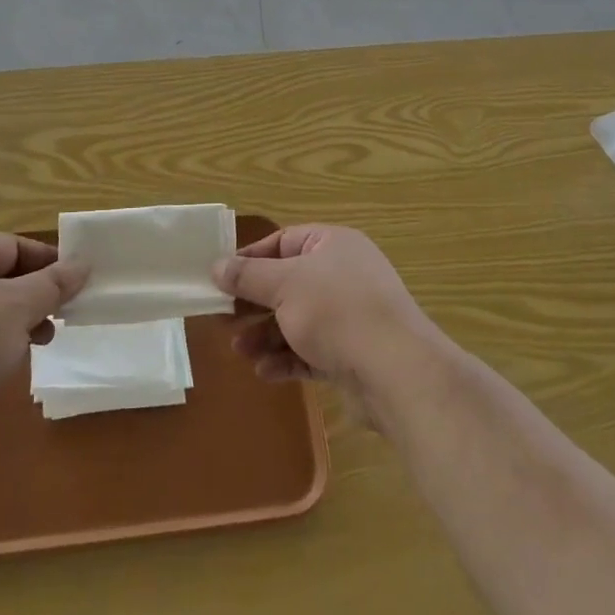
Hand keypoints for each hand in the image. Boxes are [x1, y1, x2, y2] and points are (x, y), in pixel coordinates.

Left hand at [0, 233, 85, 442]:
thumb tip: (83, 263)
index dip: (47, 261)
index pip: (13, 245)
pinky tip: (7, 364)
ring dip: (18, 321)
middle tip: (61, 316)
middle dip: (35, 295)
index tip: (75, 283)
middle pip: (0, 276)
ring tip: (40, 342)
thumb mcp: (20, 308)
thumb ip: (54, 284)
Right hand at [212, 224, 436, 395]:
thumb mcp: (285, 285)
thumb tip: (217, 265)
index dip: (251, 258)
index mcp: (333, 245)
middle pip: (288, 284)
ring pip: (297, 320)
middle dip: (255, 304)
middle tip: (224, 319)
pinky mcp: (352, 354)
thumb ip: (248, 276)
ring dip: (267, 335)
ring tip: (240, 351)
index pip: (284, 241)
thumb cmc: (336, 310)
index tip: (221, 277)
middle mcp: (344, 275)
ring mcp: (350, 316)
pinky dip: (288, 359)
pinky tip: (266, 373)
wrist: (396, 371)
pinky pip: (312, 352)